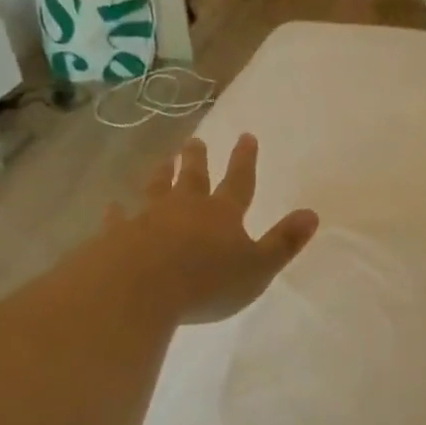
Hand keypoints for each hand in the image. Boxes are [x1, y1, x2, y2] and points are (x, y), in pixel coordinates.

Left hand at [108, 135, 319, 323]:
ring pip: (156, 190)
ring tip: (163, 160)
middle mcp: (186, 208)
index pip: (239, 183)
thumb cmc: (207, 282)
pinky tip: (113, 205)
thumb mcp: (259, 268)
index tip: (246, 136)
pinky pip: (119, 218)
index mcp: (223, 215)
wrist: (140, 289)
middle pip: (194, 179)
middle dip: (198, 160)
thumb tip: (312, 213)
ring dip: (161, 175)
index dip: (244, 161)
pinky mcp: (118, 235)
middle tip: (196, 141)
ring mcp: (148, 219)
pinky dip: (118, 211)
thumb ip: (284, 242)